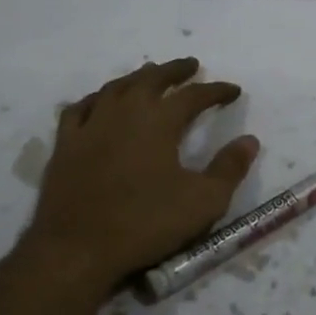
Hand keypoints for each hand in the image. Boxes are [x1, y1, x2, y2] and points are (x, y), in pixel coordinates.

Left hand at [22, 58, 258, 300]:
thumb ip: (230, 168)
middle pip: (152, 79)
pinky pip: (80, 108)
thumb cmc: (145, 224)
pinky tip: (100, 101)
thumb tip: (250, 140)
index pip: (194, 95)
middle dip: (175, 70)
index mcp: (159, 121)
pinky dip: (96, 98)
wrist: (76, 250)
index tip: (233, 91)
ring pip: (116, 87)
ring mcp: (91, 125)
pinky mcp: (65, 144)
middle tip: (190, 65)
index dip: (216, 90)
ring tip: (149, 74)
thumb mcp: (203, 202)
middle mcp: (125, 112)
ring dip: (137, 77)